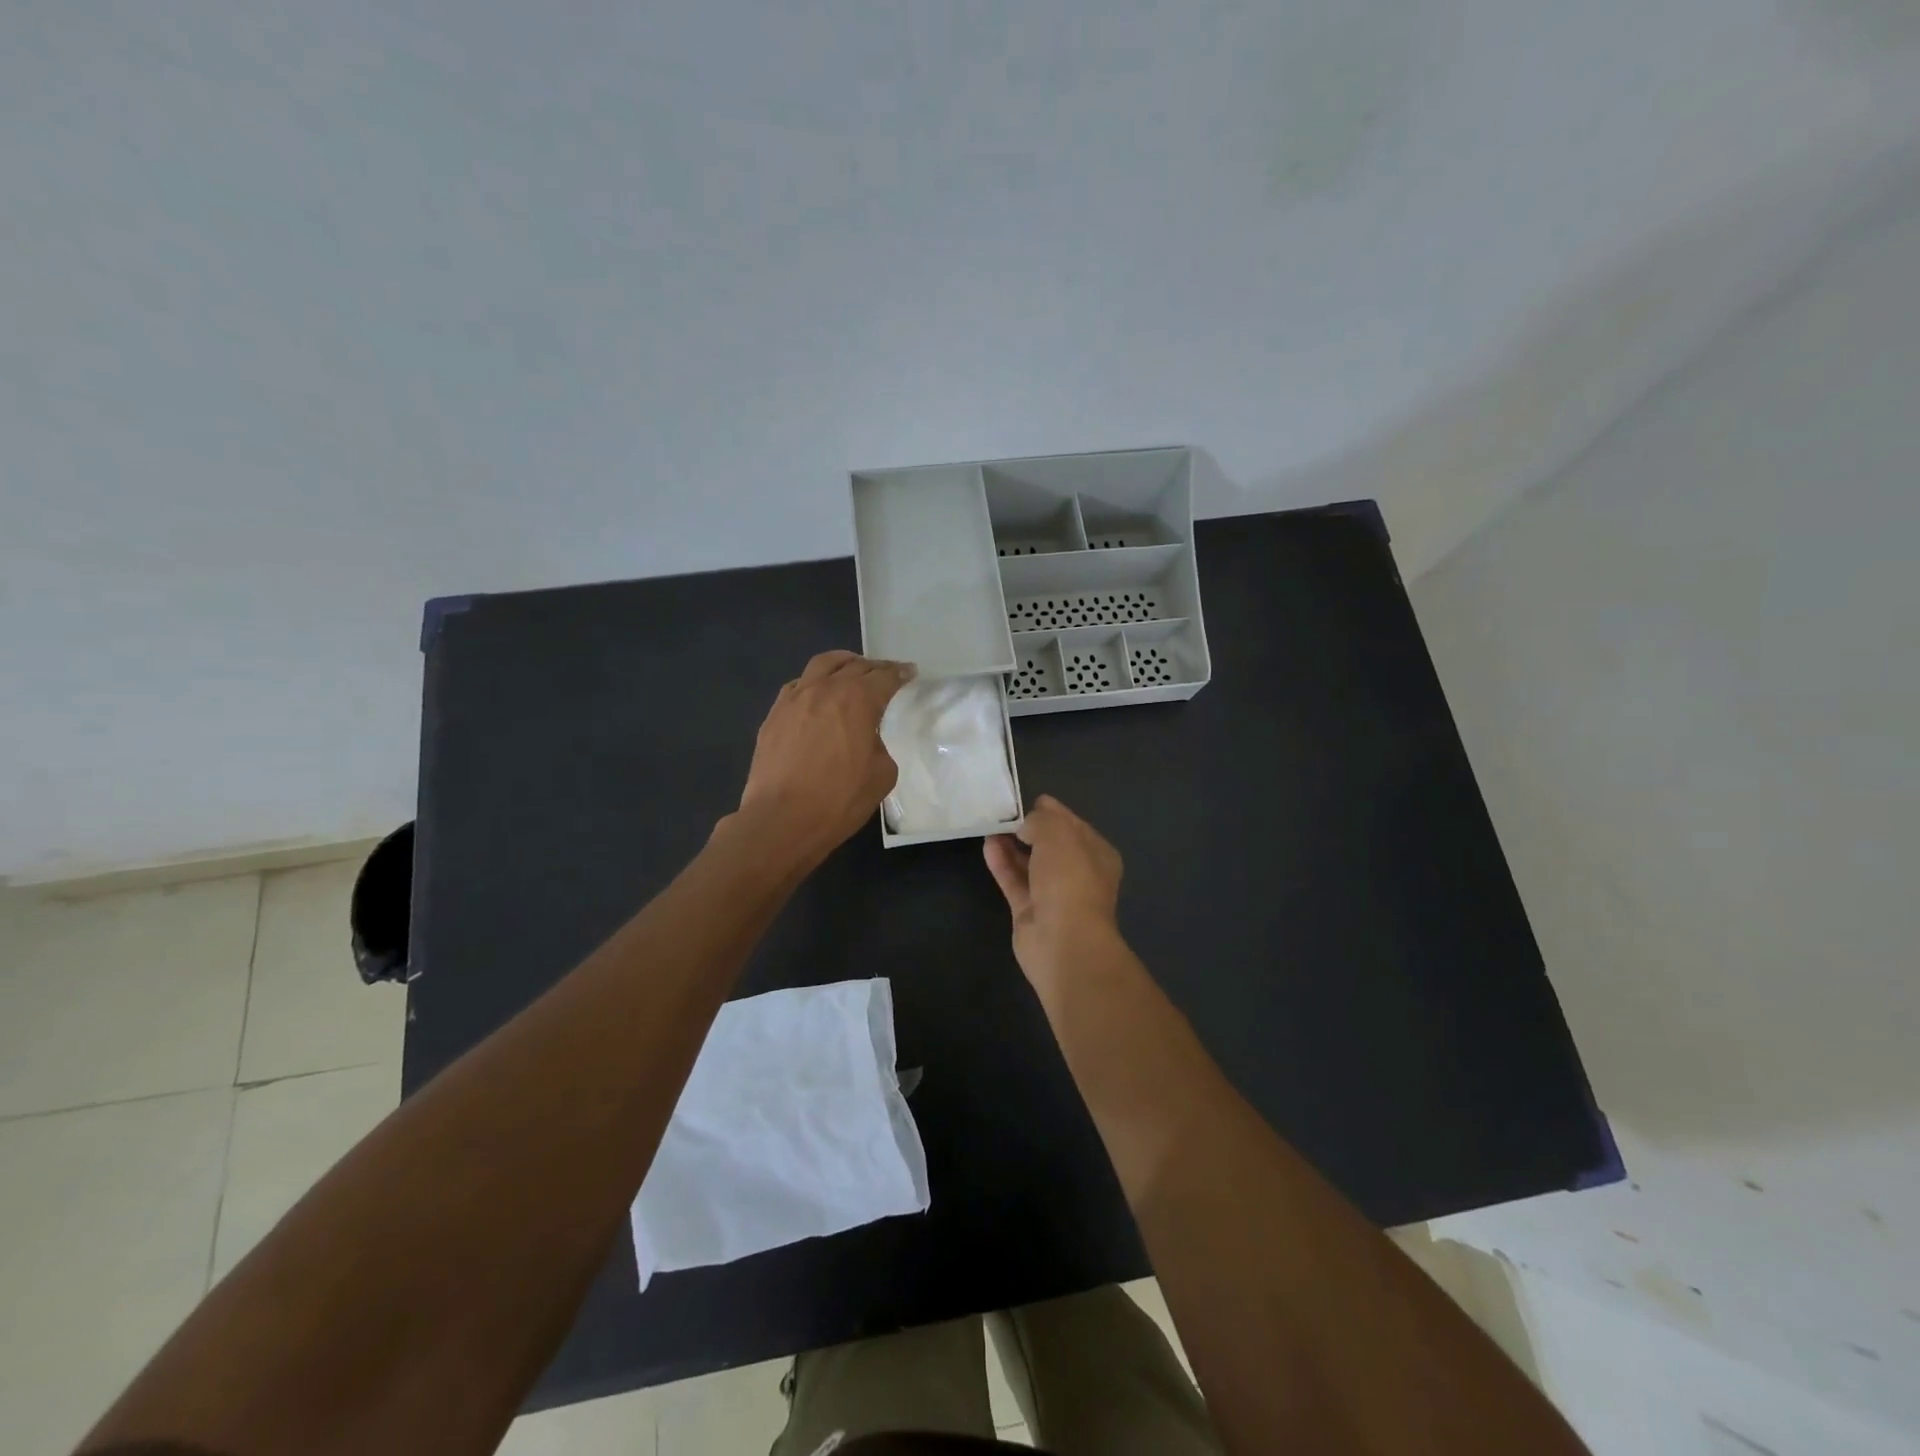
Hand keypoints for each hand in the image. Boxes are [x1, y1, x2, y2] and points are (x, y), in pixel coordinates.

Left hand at [735, 651, 914, 866]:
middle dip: (874, 667)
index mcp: (857, 701)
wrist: (782, 820)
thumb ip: (880, 747)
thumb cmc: (839, 800)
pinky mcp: (774, 715)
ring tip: (850, 671)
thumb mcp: (881, 776)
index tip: (909, 673)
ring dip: (842, 664)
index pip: (884, 677)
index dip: (900, 674)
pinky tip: (817, 695)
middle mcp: (825, 689)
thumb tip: (868, 740)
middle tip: (886, 673)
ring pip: (821, 665)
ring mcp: (795, 699)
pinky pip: (797, 686)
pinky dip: (813, 683)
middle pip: (854, 666)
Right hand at [984, 795, 1124, 988]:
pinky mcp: (1030, 911)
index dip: (1052, 811)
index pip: (1073, 824)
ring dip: (1012, 845)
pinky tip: (988, 845)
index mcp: (1097, 854)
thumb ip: (1041, 820)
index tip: (1027, 800)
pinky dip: (1002, 863)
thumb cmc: (1070, 880)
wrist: (1064, 941)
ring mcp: (1054, 895)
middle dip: (1030, 828)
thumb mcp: (1058, 834)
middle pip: (1051, 845)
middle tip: (1004, 812)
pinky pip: (1015, 880)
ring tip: (990, 825)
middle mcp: (1078, 874)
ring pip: (1030, 863)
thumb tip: (1027, 825)